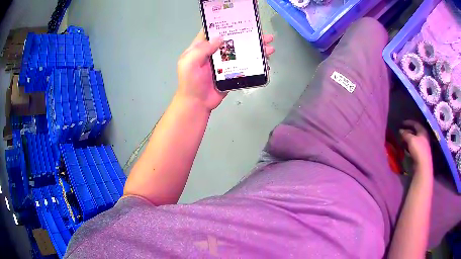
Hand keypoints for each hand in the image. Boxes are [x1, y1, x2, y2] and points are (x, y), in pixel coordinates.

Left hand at [176, 29, 274, 111]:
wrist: (197, 104)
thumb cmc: (190, 83)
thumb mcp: (189, 63)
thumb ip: (202, 49)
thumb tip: (221, 37)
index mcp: (202, 47)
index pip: (213, 31)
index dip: (225, 24)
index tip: (239, 19)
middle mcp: (214, 52)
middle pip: (232, 40)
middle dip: (247, 35)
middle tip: (262, 33)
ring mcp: (224, 63)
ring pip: (241, 51)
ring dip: (255, 48)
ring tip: (269, 46)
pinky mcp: (231, 73)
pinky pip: (244, 65)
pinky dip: (255, 62)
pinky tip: (265, 61)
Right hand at [400, 120, 432, 173]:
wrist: (423, 165)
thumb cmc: (418, 149)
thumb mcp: (411, 139)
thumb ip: (405, 134)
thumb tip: (400, 130)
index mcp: (422, 130)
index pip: (415, 123)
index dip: (408, 122)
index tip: (401, 123)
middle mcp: (423, 136)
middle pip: (415, 131)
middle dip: (408, 131)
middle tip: (401, 132)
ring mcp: (422, 145)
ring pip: (414, 139)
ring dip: (408, 139)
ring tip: (402, 140)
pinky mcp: (420, 153)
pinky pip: (414, 146)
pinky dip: (409, 145)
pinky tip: (405, 147)